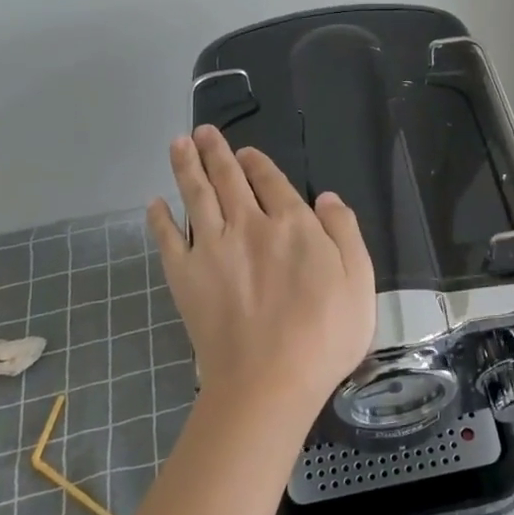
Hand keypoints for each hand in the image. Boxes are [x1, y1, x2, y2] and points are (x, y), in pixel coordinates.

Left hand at [147, 126, 374, 423]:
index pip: (272, 181)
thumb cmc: (325, 335)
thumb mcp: (359, 280)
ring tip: (177, 144)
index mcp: (293, 224)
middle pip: (229, 179)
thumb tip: (326, 196)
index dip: (257, 162)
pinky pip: (168, 239)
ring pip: (196, 196)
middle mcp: (249, 225)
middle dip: (215, 151)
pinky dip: (160, 219)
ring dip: (185, 167)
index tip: (245, 150)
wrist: (268, 382)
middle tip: (202, 131)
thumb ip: (344, 231)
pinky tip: (154, 204)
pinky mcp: (185, 276)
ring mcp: (212, 249)